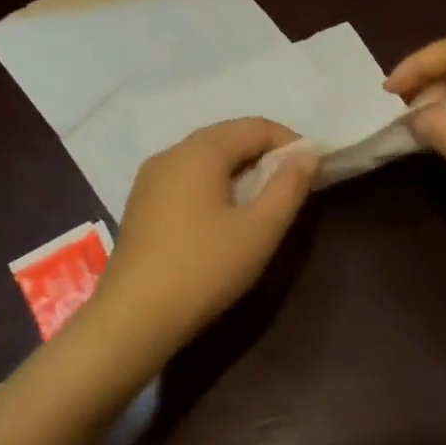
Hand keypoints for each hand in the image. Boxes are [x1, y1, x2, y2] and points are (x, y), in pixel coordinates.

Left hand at [89, 117, 317, 353]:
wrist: (133, 318)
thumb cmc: (204, 268)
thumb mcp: (260, 230)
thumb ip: (288, 186)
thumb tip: (307, 153)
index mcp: (201, 151)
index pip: (255, 126)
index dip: (290, 142)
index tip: (312, 170)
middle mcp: (172, 153)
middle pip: (228, 136)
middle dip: (265, 153)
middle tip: (291, 185)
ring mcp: (151, 177)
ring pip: (206, 157)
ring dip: (240, 168)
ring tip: (262, 200)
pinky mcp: (142, 202)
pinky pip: (187, 176)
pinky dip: (214, 183)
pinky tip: (224, 215)